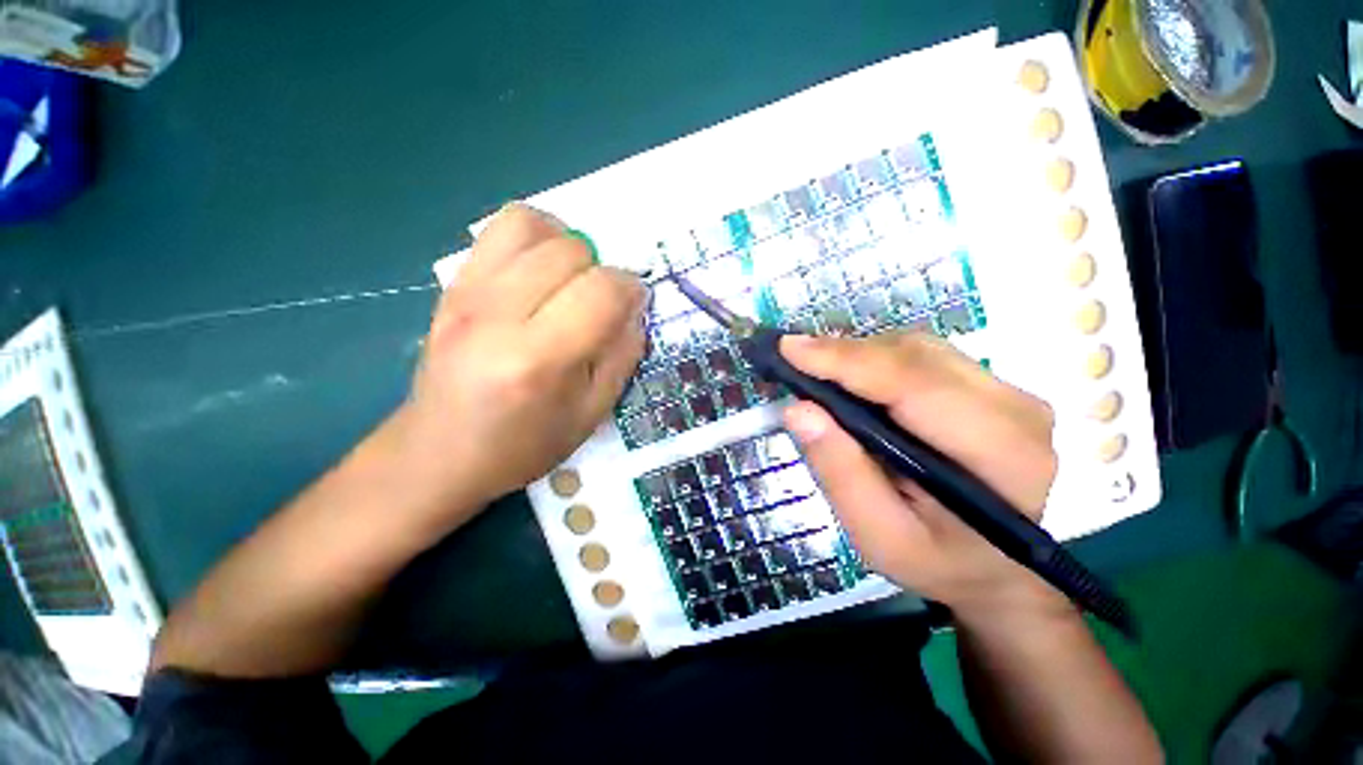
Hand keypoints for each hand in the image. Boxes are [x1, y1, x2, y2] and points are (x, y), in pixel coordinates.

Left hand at [389, 204, 646, 525]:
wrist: (438, 454)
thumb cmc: (523, 445)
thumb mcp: (591, 413)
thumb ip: (622, 356)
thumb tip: (634, 308)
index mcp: (539, 359)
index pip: (602, 290)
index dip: (631, 289)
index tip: (633, 305)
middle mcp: (498, 316)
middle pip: (570, 250)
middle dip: (601, 270)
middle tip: (600, 302)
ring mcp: (466, 294)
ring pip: (531, 224)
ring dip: (566, 244)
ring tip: (571, 278)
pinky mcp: (451, 286)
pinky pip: (497, 230)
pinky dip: (532, 238)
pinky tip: (539, 272)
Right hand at [780, 332, 1068, 624]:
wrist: (997, 567)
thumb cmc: (938, 562)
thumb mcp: (879, 537)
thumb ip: (840, 474)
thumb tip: (798, 409)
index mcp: (1001, 455)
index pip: (914, 385)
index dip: (847, 360)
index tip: (789, 350)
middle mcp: (1016, 409)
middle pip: (915, 356)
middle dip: (845, 355)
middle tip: (794, 364)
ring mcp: (1008, 391)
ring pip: (918, 348)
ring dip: (860, 355)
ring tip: (819, 375)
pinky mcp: (992, 385)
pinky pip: (924, 355)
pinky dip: (877, 359)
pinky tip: (853, 380)